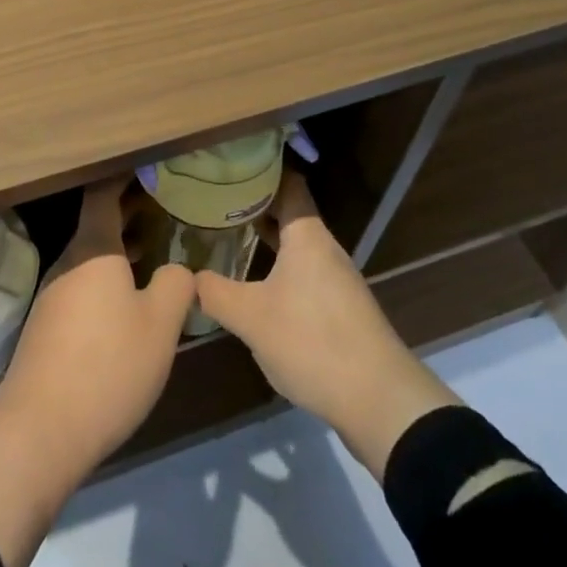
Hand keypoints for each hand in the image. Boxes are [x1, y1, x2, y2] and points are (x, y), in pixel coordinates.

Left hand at [0, 178, 192, 566]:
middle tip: (165, 205)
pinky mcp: (48, 327)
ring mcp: (54, 295)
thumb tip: (179, 268)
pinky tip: (129, 301)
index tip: (150, 167)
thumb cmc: (108, 365)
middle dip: (129, 213)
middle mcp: (68, 263)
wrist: (39, 431)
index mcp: (93, 249)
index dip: (125, 177)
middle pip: (98, 225)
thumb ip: (176, 285)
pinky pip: (84, 286)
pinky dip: (109, 278)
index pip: (104, 195)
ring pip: (92, 258)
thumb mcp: (159, 325)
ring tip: (155, 248)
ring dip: (121, 249)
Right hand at [195, 172, 459, 480]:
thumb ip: (214, 292)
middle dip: (253, 205)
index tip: (228, 164)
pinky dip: (277, 266)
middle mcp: (325, 249)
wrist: (380, 402)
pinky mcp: (341, 309)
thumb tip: (186, 276)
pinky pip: (303, 272)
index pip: (287, 183)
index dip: (260, 169)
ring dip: (265, 238)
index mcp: (307, 236)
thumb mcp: (251, 318)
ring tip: (227, 235)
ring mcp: (336, 280)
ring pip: (295, 245)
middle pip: (289, 213)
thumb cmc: (313, 342)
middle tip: (214, 200)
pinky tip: (255, 284)